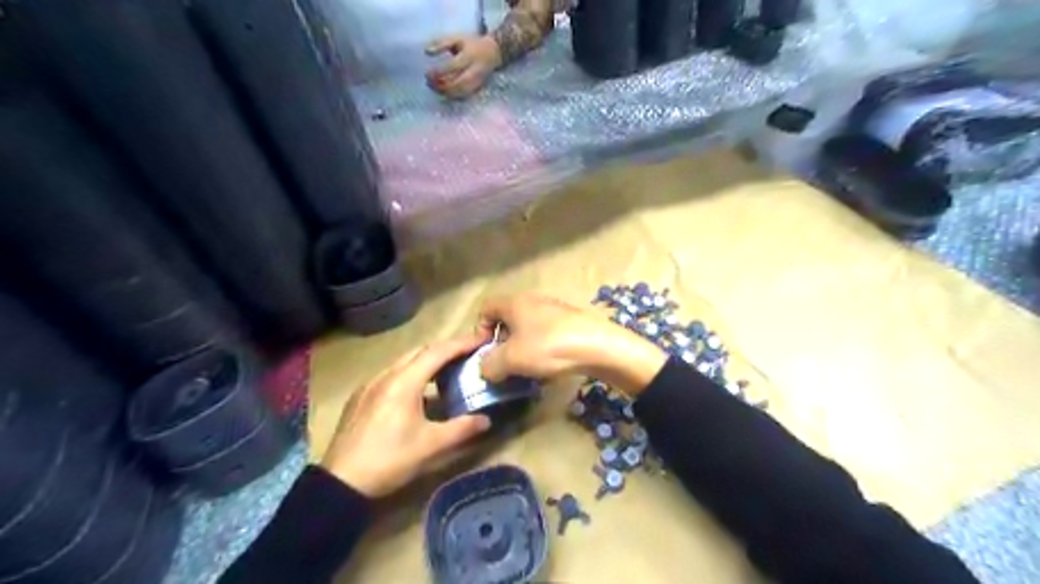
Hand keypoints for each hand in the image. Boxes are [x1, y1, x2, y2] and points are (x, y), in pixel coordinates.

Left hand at [319, 335, 491, 494]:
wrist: (340, 482)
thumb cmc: (390, 459)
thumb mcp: (431, 446)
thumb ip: (462, 429)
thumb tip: (486, 420)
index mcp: (404, 382)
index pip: (437, 352)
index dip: (461, 344)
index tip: (480, 340)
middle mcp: (386, 375)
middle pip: (420, 351)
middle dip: (445, 349)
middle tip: (467, 353)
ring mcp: (369, 384)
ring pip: (403, 361)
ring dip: (427, 360)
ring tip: (446, 370)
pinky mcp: (360, 396)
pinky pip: (391, 374)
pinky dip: (410, 373)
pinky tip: (416, 391)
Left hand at [425, 35, 500, 96]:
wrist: (492, 54)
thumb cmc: (471, 45)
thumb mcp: (457, 39)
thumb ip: (441, 44)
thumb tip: (426, 52)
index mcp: (469, 57)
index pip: (453, 67)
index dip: (439, 72)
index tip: (427, 73)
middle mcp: (473, 72)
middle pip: (457, 84)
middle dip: (441, 86)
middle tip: (428, 83)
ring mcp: (476, 82)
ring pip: (459, 92)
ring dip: (445, 92)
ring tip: (433, 87)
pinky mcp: (476, 89)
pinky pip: (462, 96)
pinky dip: (451, 96)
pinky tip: (442, 92)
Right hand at [477, 296, 665, 396]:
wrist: (599, 347)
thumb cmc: (548, 347)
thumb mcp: (511, 360)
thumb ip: (490, 365)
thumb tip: (485, 369)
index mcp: (514, 302)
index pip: (486, 309)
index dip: (479, 330)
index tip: (485, 353)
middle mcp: (533, 300)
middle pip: (507, 320)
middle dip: (501, 344)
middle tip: (504, 365)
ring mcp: (554, 310)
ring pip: (527, 329)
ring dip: (522, 349)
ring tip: (526, 370)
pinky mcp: (571, 322)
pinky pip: (546, 334)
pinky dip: (541, 349)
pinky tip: (548, 367)